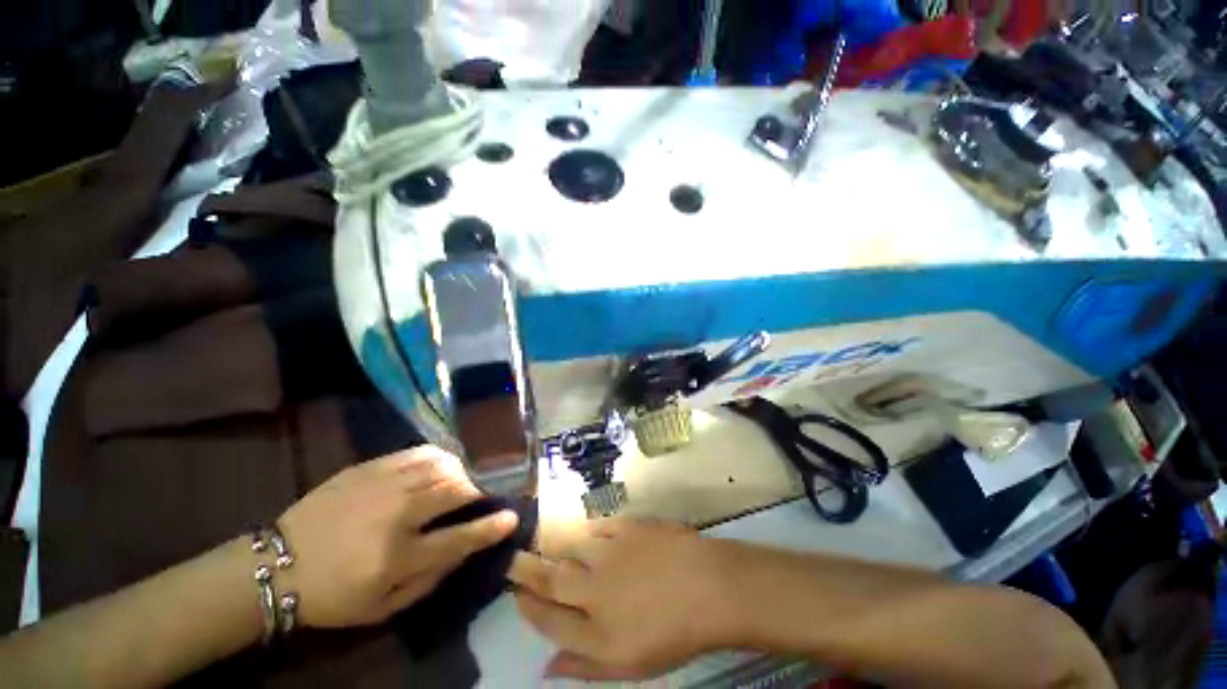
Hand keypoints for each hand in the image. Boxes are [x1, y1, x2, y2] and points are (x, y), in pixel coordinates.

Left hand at [276, 446, 517, 627]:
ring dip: (463, 471)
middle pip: (457, 490)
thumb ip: (430, 578)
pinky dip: (440, 457)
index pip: (460, 537)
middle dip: (481, 490)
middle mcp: (397, 513)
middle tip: (487, 493)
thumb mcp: (382, 607)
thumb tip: (465, 549)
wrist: (277, 565)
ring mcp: (383, 484)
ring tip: (467, 478)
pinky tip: (443, 464)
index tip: (512, 517)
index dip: (491, 527)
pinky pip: (418, 452)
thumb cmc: (334, 595)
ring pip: (442, 466)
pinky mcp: (369, 467)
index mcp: (398, 556)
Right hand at [508, 519, 733, 680]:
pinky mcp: (626, 528)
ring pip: (572, 548)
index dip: (529, 607)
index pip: (548, 619)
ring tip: (551, 546)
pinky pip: (598, 528)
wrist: (709, 586)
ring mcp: (610, 553)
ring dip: (559, 549)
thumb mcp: (629, 666)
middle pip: (551, 578)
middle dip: (526, 570)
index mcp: (594, 630)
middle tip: (513, 560)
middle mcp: (594, 587)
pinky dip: (591, 534)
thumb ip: (584, 667)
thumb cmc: (674, 634)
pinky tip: (592, 537)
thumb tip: (546, 668)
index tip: (515, 596)